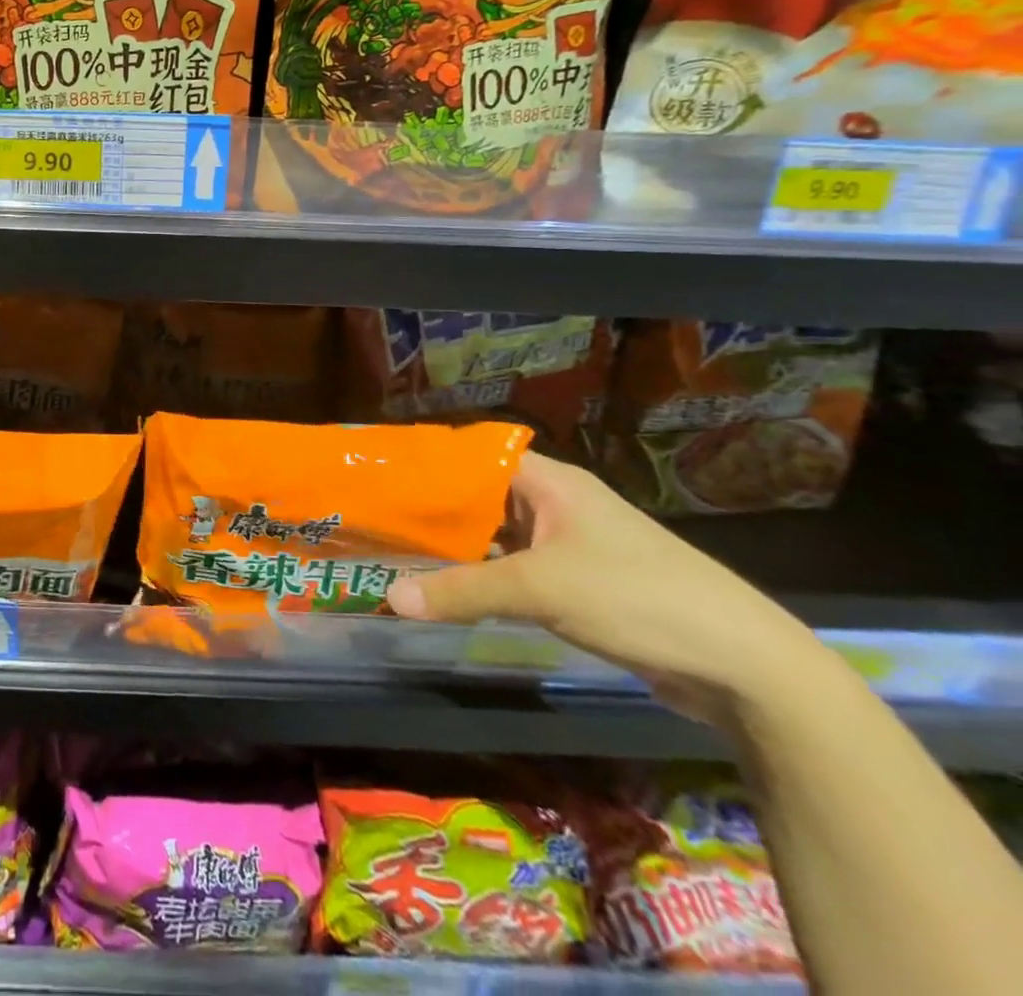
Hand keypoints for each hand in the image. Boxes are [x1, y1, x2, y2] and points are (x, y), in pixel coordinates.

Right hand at [387, 452, 824, 725]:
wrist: (745, 666)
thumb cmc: (636, 598)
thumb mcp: (540, 589)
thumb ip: (463, 591)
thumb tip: (389, 597)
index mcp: (550, 482)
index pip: (473, 455)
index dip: (428, 462)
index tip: (381, 475)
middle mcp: (557, 504)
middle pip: (480, 496)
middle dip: (433, 509)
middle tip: (377, 518)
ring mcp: (570, 545)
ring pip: (496, 535)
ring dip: (457, 546)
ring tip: (397, 550)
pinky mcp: (580, 583)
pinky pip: (516, 568)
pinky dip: (483, 575)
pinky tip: (448, 588)